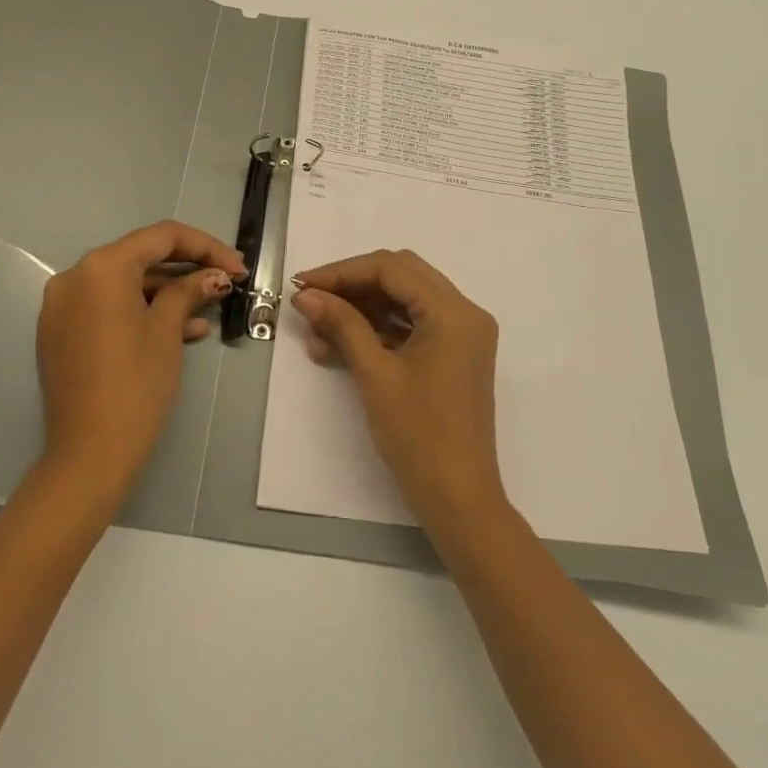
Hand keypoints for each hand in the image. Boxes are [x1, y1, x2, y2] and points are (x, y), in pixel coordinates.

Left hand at [36, 221, 242, 497]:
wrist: (89, 453)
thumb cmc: (135, 384)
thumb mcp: (167, 331)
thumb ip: (189, 292)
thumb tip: (215, 276)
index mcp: (101, 267)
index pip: (161, 237)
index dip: (205, 247)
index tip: (237, 266)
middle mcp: (75, 277)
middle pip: (141, 258)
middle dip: (187, 268)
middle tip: (226, 280)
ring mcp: (63, 306)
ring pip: (125, 285)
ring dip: (168, 293)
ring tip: (210, 310)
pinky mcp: (61, 333)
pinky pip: (108, 308)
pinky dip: (142, 312)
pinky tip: (184, 331)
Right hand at [291, 249, 507, 535]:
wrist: (458, 499)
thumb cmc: (418, 435)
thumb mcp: (375, 374)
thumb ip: (342, 325)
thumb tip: (307, 295)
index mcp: (454, 312)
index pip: (392, 268)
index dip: (342, 272)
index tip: (303, 286)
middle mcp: (464, 313)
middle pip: (400, 277)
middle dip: (351, 286)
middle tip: (311, 302)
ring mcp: (461, 335)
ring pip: (404, 301)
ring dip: (361, 309)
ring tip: (317, 332)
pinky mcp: (453, 355)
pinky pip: (412, 326)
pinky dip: (377, 330)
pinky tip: (339, 346)